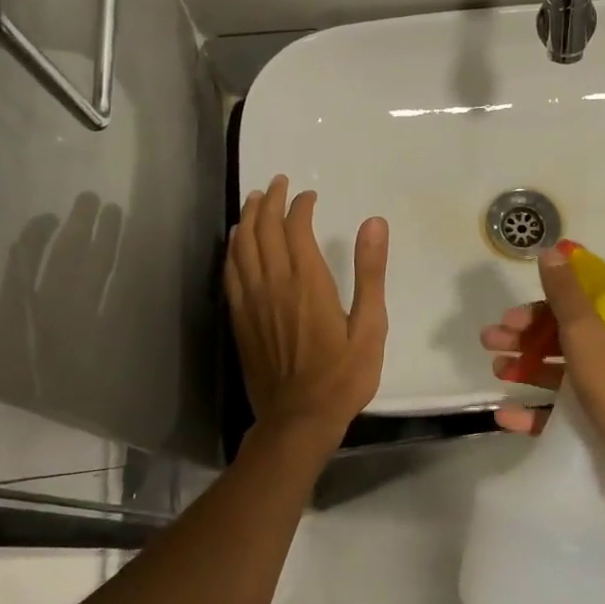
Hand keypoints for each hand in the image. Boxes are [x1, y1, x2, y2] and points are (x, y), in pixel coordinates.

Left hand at [225, 175, 388, 454]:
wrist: (298, 420)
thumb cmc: (343, 375)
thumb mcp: (370, 325)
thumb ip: (370, 272)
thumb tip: (374, 222)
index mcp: (308, 283)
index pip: (296, 229)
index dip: (300, 206)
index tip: (309, 195)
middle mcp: (274, 284)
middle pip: (264, 230)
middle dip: (270, 201)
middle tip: (278, 183)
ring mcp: (252, 302)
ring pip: (242, 247)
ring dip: (247, 218)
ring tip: (254, 200)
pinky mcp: (240, 319)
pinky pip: (230, 273)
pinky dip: (232, 249)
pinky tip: (235, 241)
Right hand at [480, 243, 604, 510]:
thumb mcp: (590, 336)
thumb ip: (566, 295)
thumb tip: (553, 251)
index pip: (584, 299)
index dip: (546, 300)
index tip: (514, 310)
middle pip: (570, 334)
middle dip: (528, 334)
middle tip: (490, 339)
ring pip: (565, 371)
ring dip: (529, 367)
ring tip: (495, 369)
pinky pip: (567, 412)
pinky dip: (537, 411)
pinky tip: (505, 415)